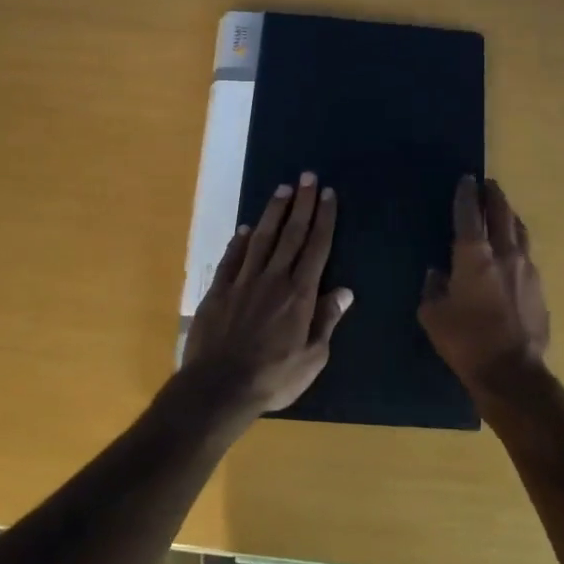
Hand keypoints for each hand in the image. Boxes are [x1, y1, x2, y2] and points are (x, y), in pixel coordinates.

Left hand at [183, 173, 351, 419]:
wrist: (218, 387)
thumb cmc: (273, 378)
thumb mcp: (312, 358)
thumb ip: (326, 321)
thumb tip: (345, 291)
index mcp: (300, 294)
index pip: (316, 247)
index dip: (324, 219)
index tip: (328, 194)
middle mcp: (273, 279)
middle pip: (291, 234)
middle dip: (301, 204)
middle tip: (307, 176)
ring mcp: (243, 282)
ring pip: (262, 238)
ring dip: (273, 212)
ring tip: (282, 190)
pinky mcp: (219, 291)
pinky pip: (232, 258)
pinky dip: (240, 241)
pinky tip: (246, 228)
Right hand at [418, 175, 550, 401]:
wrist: (512, 373)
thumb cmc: (466, 342)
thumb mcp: (433, 316)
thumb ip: (433, 288)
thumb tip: (437, 274)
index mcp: (474, 256)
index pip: (469, 213)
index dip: (466, 193)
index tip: (466, 178)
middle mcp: (504, 253)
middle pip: (501, 212)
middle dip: (493, 195)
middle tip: (487, 184)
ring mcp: (527, 268)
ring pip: (519, 230)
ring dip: (509, 216)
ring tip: (503, 211)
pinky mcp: (539, 287)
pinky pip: (527, 254)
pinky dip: (518, 243)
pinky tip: (513, 251)